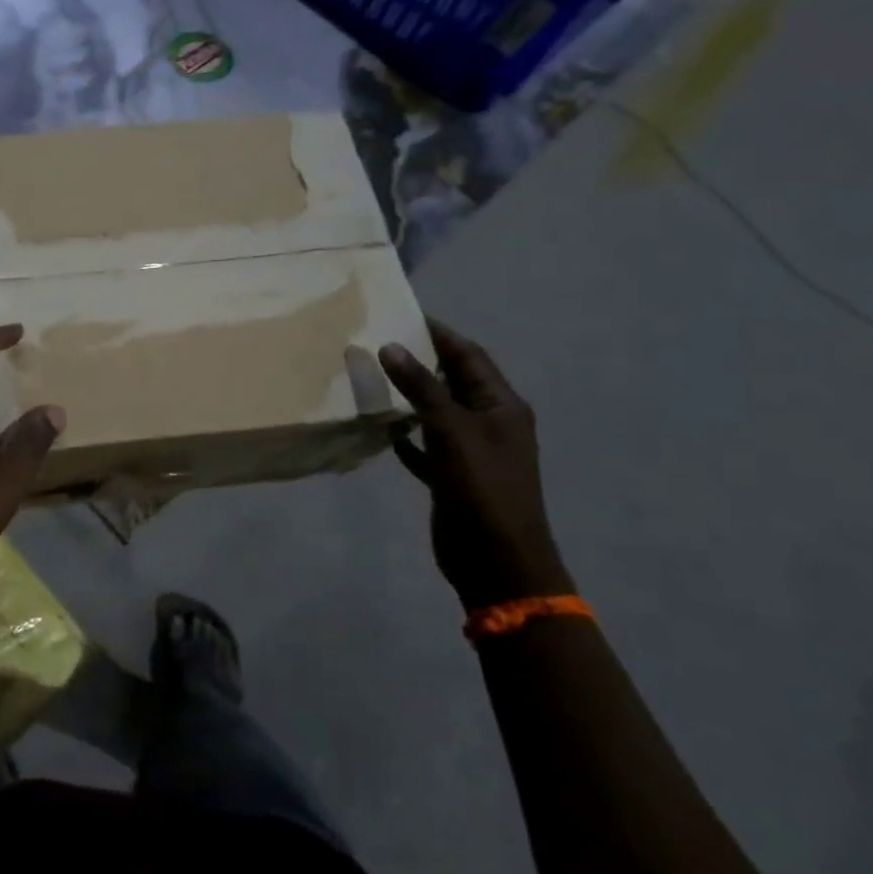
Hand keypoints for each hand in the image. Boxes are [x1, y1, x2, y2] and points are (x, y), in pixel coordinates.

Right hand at [379, 320, 573, 610]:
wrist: (497, 560)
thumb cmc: (482, 488)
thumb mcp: (452, 431)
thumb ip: (422, 388)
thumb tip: (391, 346)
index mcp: (501, 406)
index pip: (469, 356)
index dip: (439, 333)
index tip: (402, 314)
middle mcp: (489, 423)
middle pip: (453, 380)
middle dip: (420, 361)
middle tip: (377, 342)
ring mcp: (471, 451)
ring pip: (436, 411)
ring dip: (409, 396)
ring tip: (371, 377)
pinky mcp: (452, 476)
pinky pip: (425, 445)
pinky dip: (405, 434)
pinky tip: (381, 427)